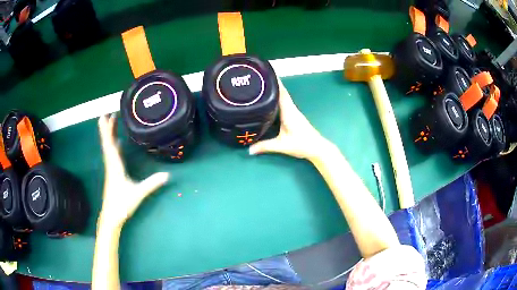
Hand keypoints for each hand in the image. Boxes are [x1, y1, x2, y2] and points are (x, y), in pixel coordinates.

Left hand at [97, 114, 168, 229]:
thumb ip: (151, 184)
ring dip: (109, 135)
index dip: (108, 131)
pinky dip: (113, 145)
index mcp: (115, 166)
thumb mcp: (138, 194)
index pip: (110, 145)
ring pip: (109, 147)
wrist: (111, 216)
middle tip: (105, 114)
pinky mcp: (113, 172)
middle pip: (107, 143)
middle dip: (106, 128)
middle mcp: (111, 164)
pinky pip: (112, 154)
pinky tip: (116, 142)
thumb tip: (167, 174)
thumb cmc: (122, 204)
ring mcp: (111, 168)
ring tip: (110, 123)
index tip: (105, 117)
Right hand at [249, 79, 334, 160]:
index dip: (274, 82)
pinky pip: (284, 103)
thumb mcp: (282, 146)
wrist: (317, 148)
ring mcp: (293, 111)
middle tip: (259, 77)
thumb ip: (265, 146)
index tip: (266, 73)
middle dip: (272, 83)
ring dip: (274, 90)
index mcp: (289, 111)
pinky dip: (277, 98)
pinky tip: (269, 99)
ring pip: (283, 97)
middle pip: (281, 92)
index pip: (281, 93)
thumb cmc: (302, 144)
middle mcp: (291, 108)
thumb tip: (249, 149)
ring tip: (262, 85)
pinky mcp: (293, 116)